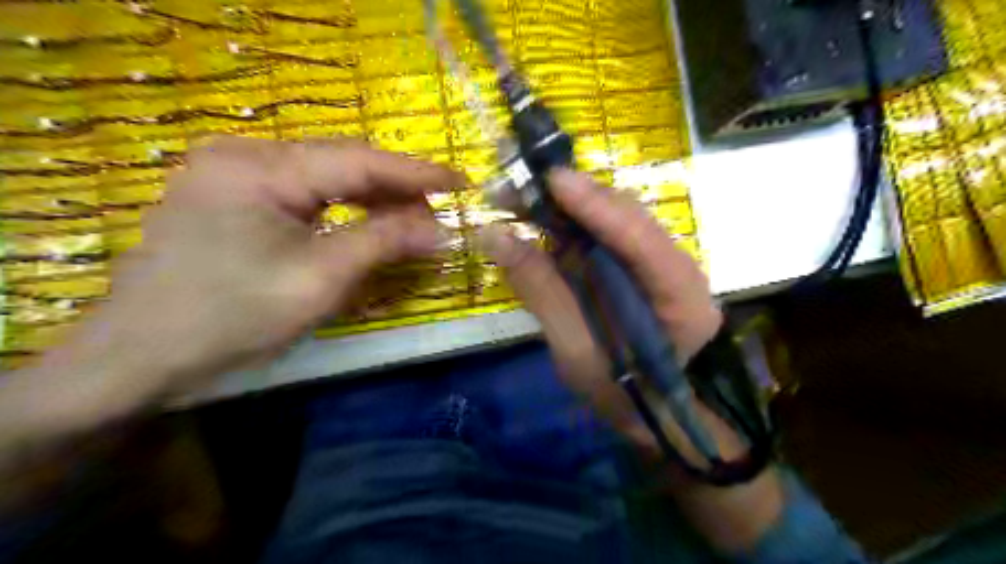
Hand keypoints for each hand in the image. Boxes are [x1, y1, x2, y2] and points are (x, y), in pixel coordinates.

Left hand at [45, 136, 458, 399]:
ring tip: (413, 221)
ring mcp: (233, 171)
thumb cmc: (231, 319)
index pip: (357, 160)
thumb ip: (383, 243)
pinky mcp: (232, 192)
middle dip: (395, 189)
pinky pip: (304, 191)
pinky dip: (342, 207)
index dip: (416, 171)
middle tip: (440, 212)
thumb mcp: (319, 280)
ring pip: (324, 176)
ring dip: (372, 198)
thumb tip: (442, 230)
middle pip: (341, 162)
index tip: (462, 180)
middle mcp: (243, 153)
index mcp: (258, 167)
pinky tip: (367, 222)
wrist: (140, 356)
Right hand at [480, 169, 783, 551]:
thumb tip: (495, 237)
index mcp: (680, 294)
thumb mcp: (576, 352)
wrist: (656, 413)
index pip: (639, 236)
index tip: (549, 179)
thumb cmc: (623, 394)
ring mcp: (658, 263)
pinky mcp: (638, 266)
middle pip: (628, 216)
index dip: (594, 205)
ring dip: (569, 205)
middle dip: (574, 197)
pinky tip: (541, 221)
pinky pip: (604, 235)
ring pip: (615, 219)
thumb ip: (542, 291)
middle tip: (518, 187)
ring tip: (521, 199)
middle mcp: (677, 266)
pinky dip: (571, 225)